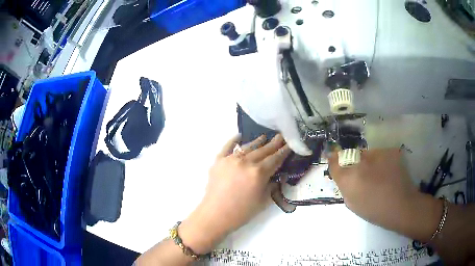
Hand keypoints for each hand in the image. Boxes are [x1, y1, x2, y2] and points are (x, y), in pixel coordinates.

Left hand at [179, 134, 290, 252]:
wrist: (215, 215)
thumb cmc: (242, 212)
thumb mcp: (263, 201)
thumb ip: (273, 186)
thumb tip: (280, 176)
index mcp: (258, 173)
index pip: (275, 158)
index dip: (284, 151)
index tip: (290, 143)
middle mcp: (246, 162)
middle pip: (263, 150)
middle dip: (274, 143)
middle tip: (281, 136)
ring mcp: (231, 159)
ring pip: (248, 147)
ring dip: (258, 142)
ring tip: (264, 137)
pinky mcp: (218, 160)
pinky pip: (227, 147)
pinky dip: (234, 140)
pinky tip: (239, 136)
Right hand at [328, 148, 440, 240]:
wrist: (401, 205)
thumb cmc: (375, 210)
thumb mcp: (353, 203)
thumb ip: (345, 186)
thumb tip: (343, 174)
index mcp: (349, 178)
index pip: (334, 161)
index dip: (333, 160)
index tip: (333, 159)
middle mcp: (361, 162)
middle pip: (350, 155)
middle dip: (351, 162)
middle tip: (361, 173)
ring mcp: (377, 154)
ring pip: (366, 154)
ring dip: (367, 161)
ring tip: (377, 173)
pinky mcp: (389, 151)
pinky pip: (379, 154)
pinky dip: (380, 161)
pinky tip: (387, 171)